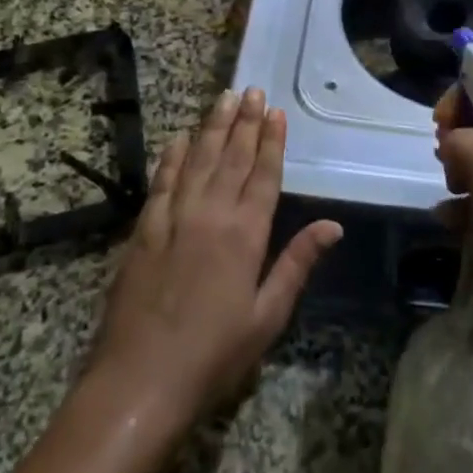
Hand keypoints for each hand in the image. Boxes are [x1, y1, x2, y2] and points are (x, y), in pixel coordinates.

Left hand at [90, 88, 340, 428]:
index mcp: (246, 234)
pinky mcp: (144, 230)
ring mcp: (174, 219)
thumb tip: (333, 225)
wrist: (140, 381)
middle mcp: (211, 214)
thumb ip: (297, 263)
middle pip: (232, 157)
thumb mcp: (267, 316)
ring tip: (224, 98)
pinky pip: (161, 182)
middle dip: (245, 122)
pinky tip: (179, 138)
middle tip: (253, 90)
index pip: (264, 175)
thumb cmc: (214, 355)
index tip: (276, 111)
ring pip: (198, 160)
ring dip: (213, 128)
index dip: (272, 141)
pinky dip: (172, 157)